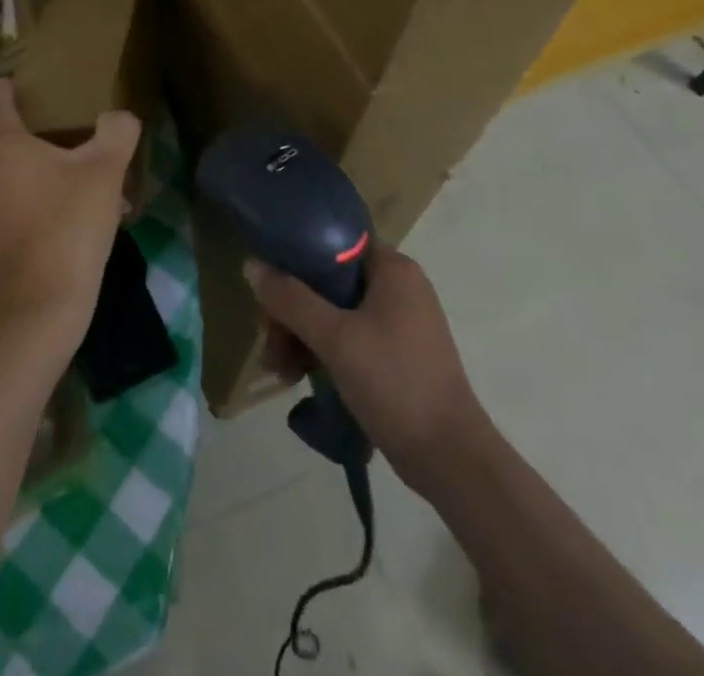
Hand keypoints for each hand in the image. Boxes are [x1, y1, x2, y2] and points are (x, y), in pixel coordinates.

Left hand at [0, 79, 140, 334]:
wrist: (39, 303)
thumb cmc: (68, 224)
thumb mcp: (105, 172)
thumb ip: (117, 133)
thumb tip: (119, 116)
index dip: (6, 90)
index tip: (16, 82)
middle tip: (18, 113)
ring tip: (35, 153)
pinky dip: (3, 182)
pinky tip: (42, 196)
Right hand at [246, 244, 485, 491]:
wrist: (451, 460)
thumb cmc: (394, 383)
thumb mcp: (334, 338)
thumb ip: (291, 299)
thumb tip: (252, 264)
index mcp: (393, 268)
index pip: (333, 242)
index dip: (295, 259)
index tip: (269, 286)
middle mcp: (399, 286)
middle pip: (329, 281)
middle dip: (293, 310)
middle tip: (269, 340)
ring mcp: (400, 322)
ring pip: (335, 312)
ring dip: (302, 336)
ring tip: (279, 370)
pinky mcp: (398, 354)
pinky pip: (350, 337)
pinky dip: (324, 352)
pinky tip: (299, 378)